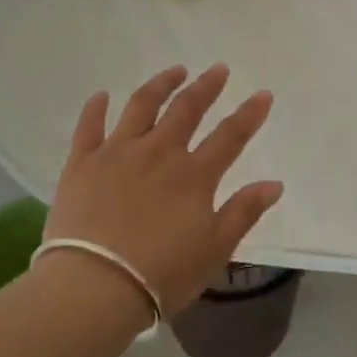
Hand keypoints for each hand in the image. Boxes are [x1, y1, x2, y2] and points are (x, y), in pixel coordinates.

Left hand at [46, 64, 284, 315]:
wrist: (94, 287)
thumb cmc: (161, 274)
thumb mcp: (215, 249)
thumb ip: (244, 212)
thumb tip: (274, 184)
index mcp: (194, 175)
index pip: (230, 136)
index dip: (249, 114)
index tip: (263, 94)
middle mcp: (158, 152)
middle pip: (186, 109)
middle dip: (206, 86)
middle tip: (218, 69)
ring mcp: (117, 153)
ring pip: (141, 106)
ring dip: (160, 85)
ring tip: (174, 71)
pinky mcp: (81, 163)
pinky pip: (89, 127)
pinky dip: (96, 108)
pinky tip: (102, 95)